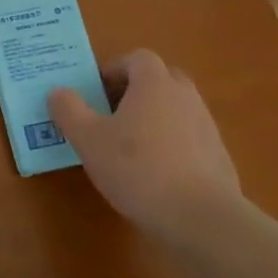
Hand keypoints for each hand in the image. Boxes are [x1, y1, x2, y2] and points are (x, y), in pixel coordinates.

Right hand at [49, 49, 242, 246]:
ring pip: (176, 109)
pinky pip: (190, 138)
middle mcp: (185, 97)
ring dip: (154, 118)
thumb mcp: (88, 139)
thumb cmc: (137, 169)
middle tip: (113, 114)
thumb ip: (68, 110)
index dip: (115, 70)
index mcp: (154, 84)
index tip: (97, 94)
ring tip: (131, 148)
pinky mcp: (219, 157)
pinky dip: (172, 145)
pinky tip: (155, 175)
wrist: (202, 219)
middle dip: (137, 91)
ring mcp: (207, 127)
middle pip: (161, 79)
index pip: (137, 58)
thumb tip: (58, 92)